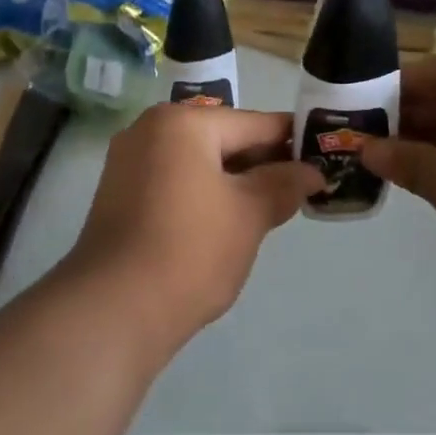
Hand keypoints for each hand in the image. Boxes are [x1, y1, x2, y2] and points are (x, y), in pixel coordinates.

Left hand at [65, 104, 322, 355]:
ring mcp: (129, 161)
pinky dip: (204, 192)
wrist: (112, 311)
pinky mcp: (119, 193)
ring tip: (269, 207)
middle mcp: (151, 129)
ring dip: (234, 180)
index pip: (252, 123)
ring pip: (198, 161)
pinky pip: (175, 179)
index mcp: (183, 123)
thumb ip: (282, 184)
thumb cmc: (190, 251)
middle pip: (222, 138)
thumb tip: (310, 171)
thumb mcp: (249, 215)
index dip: (291, 140)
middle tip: (300, 188)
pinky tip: (227, 220)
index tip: (323, 155)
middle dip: (262, 163)